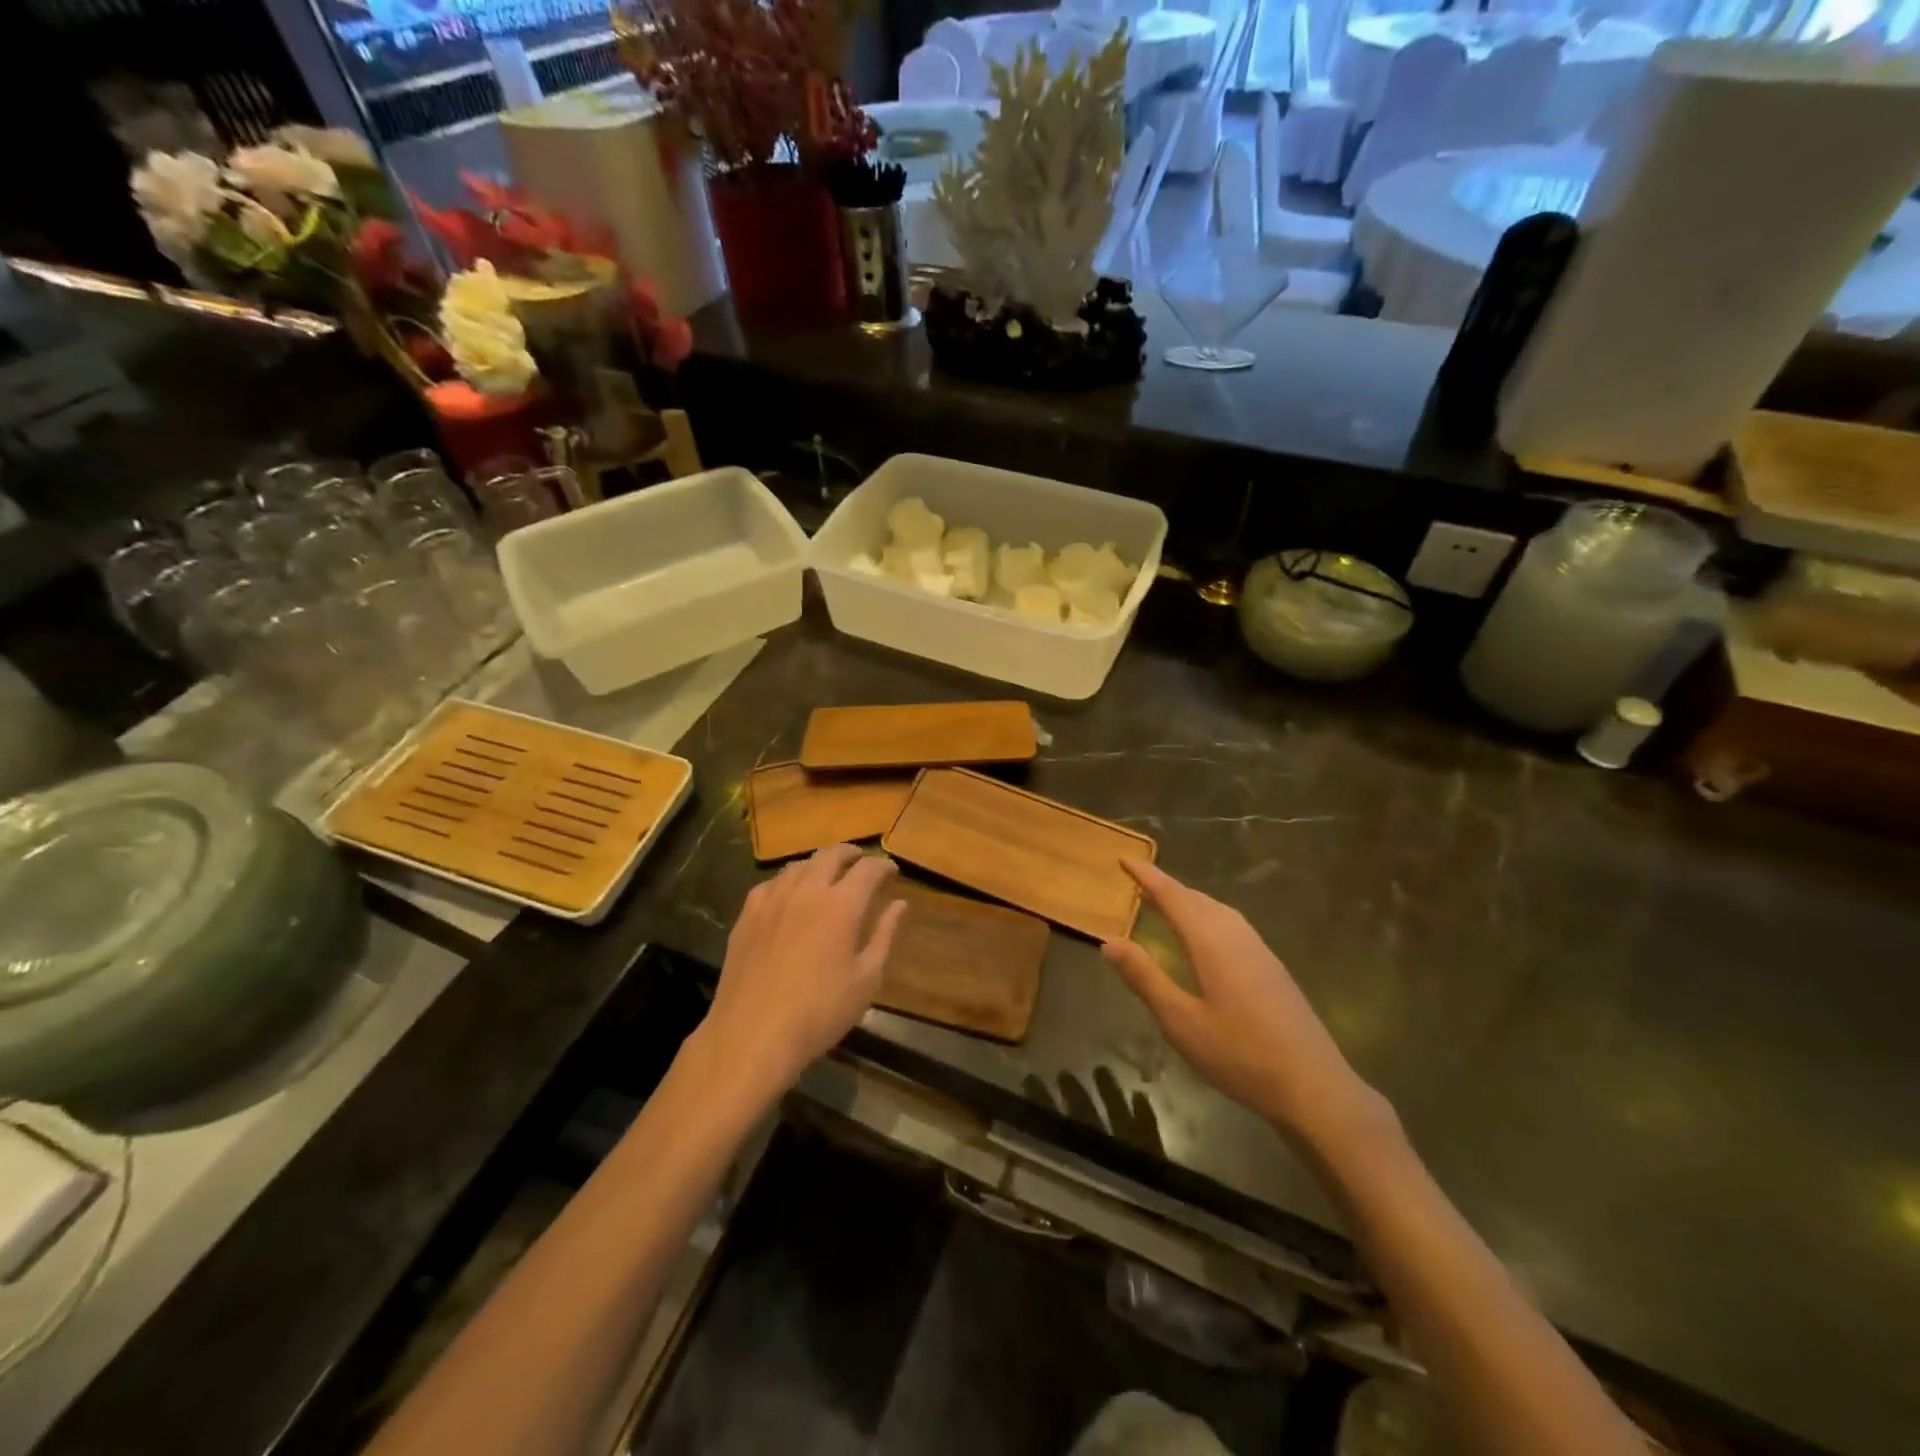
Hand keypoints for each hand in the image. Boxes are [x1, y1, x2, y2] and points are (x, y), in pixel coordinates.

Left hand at [699, 844, 907, 1103]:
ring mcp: (773, 900)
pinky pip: (771, 884)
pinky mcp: (747, 915)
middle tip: (861, 862)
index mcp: (842, 905)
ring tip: (827, 876)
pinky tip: (789, 895)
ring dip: (819, 864)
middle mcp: (807, 890)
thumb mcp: (866, 979)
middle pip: (831, 855)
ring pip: (799, 865)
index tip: (892, 871)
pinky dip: (788, 881)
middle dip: (851, 854)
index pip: (868, 869)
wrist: (753, 1034)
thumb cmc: (819, 1012)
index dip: (883, 866)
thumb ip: (884, 935)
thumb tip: (900, 904)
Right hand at [1101, 859, 1386, 1145]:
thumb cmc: (1239, 1055)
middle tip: (1139, 881)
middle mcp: (1237, 937)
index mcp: (1212, 943)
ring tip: (1167, 903)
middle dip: (1167, 886)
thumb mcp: (1180, 1021)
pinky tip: (1207, 936)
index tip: (1125, 858)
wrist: (1314, 1087)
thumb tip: (1109, 941)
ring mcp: (1260, 951)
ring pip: (1218, 911)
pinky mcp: (1273, 968)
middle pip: (1197, 899)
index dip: (1147, 876)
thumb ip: (1145, 978)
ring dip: (1190, 900)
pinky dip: (1209, 916)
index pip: (1173, 897)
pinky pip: (1233, 925)